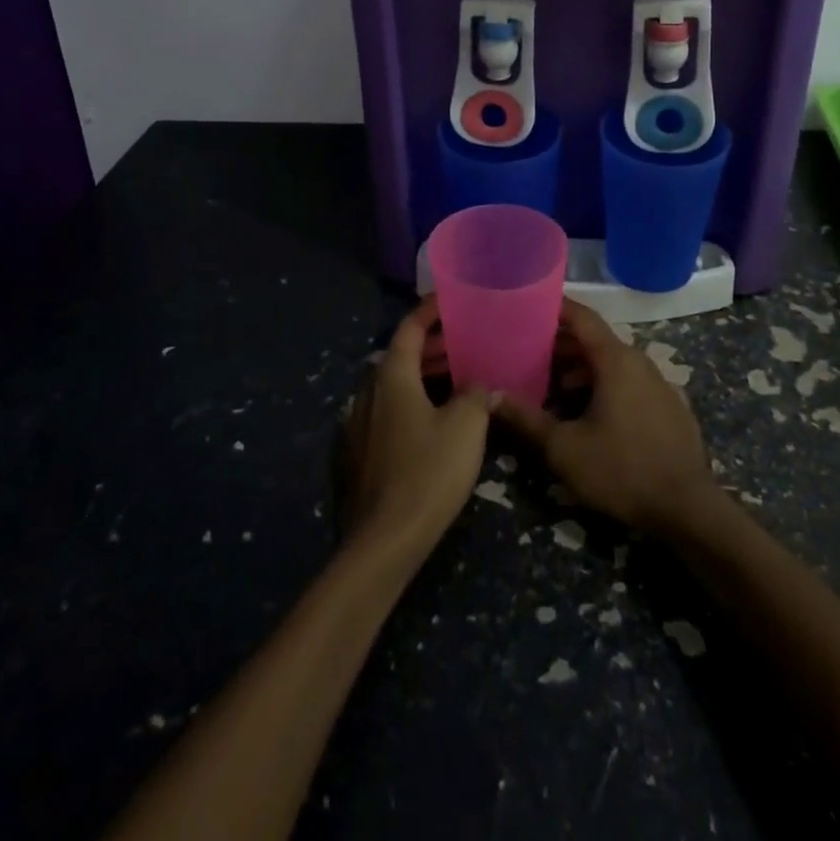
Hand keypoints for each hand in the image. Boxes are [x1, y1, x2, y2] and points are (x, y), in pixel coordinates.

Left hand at [339, 296, 494, 557]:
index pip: (409, 329)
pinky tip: (432, 420)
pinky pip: (386, 412)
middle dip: (432, 346)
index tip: (450, 299)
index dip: (430, 310)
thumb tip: (483, 384)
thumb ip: (476, 396)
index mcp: (391, 377)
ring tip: (456, 378)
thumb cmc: (428, 473)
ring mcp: (357, 424)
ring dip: (422, 377)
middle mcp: (368, 392)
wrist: (383, 541)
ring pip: (393, 386)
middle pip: (400, 356)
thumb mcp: (465, 428)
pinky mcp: (356, 454)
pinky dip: (410, 403)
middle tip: (464, 342)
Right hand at [496, 299, 722, 539]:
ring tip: (552, 384)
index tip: (528, 306)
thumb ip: (525, 419)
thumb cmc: (622, 470)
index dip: (554, 308)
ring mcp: (659, 384)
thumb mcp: (564, 448)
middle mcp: (640, 362)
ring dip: (582, 367)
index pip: (582, 317)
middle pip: (595, 340)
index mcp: (616, 360)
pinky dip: (605, 384)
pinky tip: (588, 411)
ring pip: (613, 363)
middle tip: (527, 351)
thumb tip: (489, 397)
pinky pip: (630, 382)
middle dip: (561, 343)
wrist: (689, 509)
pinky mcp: (669, 408)